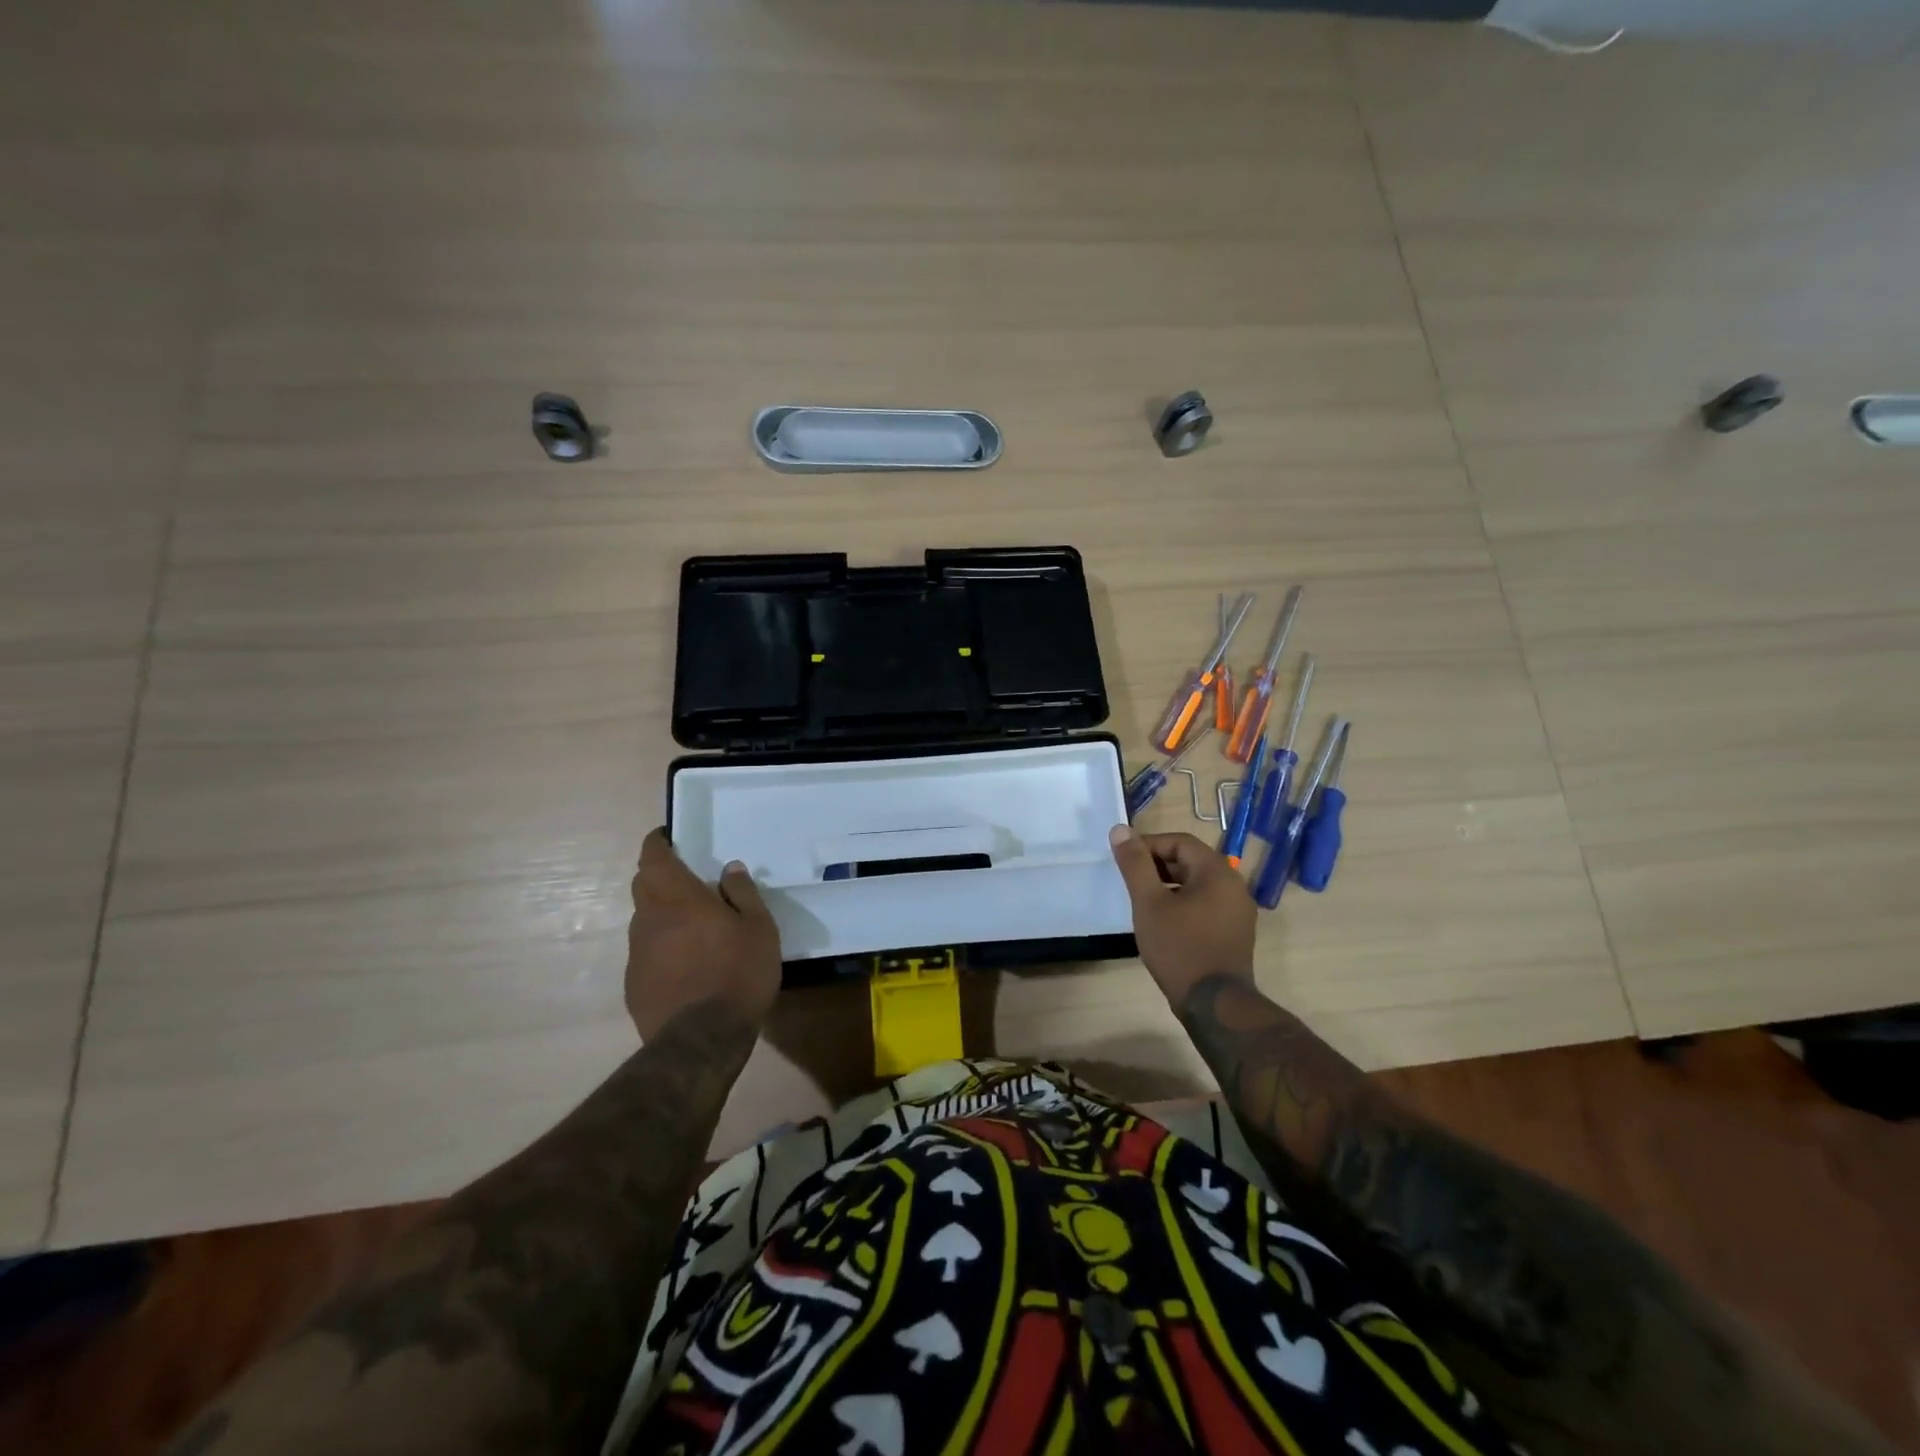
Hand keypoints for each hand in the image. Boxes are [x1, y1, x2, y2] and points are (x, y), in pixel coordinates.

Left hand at [625, 829, 781, 1041]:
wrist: (701, 1040)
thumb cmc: (737, 973)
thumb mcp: (759, 929)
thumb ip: (743, 893)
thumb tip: (730, 868)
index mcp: (678, 899)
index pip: (653, 858)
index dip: (657, 843)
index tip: (668, 838)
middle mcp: (649, 919)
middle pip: (644, 885)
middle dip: (659, 875)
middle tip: (686, 879)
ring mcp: (637, 954)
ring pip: (644, 920)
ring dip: (662, 913)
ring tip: (692, 925)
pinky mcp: (634, 984)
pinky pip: (646, 952)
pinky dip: (662, 946)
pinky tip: (686, 964)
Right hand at [1108, 825, 1256, 1007]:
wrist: (1214, 1004)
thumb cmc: (1179, 947)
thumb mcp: (1149, 903)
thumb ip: (1135, 864)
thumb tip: (1120, 830)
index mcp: (1217, 872)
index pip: (1179, 842)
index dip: (1148, 845)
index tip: (1124, 860)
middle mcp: (1234, 885)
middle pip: (1191, 860)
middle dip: (1158, 865)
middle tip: (1131, 880)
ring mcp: (1238, 911)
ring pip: (1198, 883)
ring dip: (1169, 884)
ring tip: (1143, 900)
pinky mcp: (1235, 931)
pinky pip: (1206, 903)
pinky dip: (1183, 902)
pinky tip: (1164, 921)